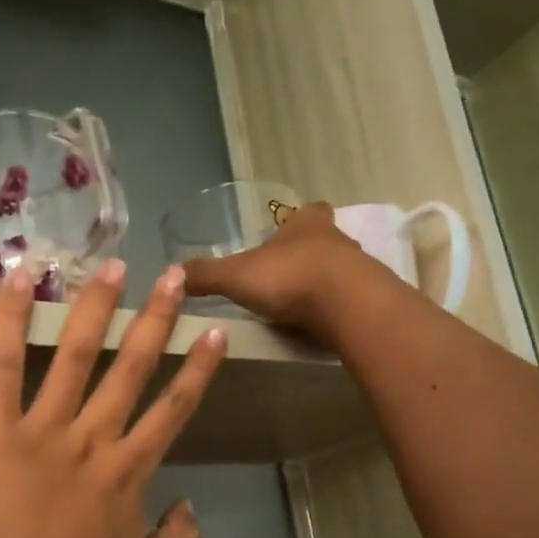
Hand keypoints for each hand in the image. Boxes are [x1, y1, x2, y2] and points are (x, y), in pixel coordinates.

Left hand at [0, 259, 228, 537]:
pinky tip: (22, 278)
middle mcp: (95, 438)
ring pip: (77, 355)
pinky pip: (3, 366)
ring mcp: (44, 429)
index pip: (174, 408)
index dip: (199, 369)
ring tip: (113, 266)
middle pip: (134, 368)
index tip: (215, 332)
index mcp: (131, 472)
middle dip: (157, 318)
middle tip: (174, 275)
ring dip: (97, 307)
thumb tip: (191, 506)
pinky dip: (11, 320)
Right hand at [182, 202, 378, 335]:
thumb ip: (205, 275)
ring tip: (295, 307)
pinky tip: (314, 326)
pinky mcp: (366, 301)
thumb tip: (172, 273)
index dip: (296, 221)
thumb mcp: (235, 275)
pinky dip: (330, 311)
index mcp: (307, 224)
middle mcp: (337, 239)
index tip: (283, 236)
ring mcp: (357, 270)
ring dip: (320, 285)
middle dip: (305, 256)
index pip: (307, 212)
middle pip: (323, 242)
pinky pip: (345, 302)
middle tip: (283, 277)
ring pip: (337, 272)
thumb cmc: (289, 277)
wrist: (346, 306)